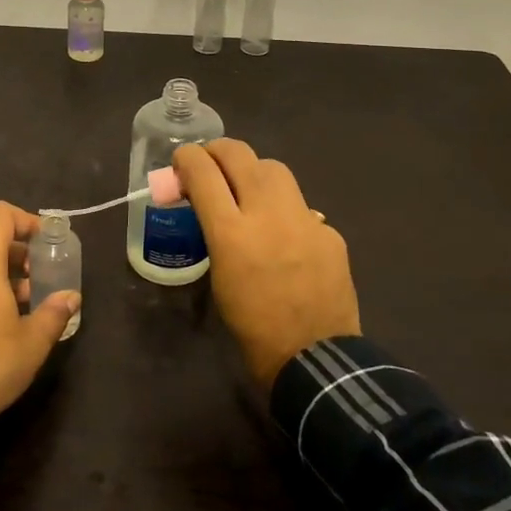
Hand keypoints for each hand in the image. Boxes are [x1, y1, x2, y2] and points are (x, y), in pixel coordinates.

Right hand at [174, 139, 360, 391]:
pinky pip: (300, 205)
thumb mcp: (218, 275)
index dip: (187, 157)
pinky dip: (285, 209)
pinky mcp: (328, 231)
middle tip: (210, 163)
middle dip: (217, 151)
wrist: (314, 359)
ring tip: (247, 188)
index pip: (203, 171)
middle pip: (239, 154)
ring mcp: (303, 219)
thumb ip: (214, 232)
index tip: (182, 159)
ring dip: (253, 170)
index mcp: (231, 233)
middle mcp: (267, 214)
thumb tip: (210, 205)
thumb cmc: (251, 327)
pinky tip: (284, 233)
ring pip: (274, 168)